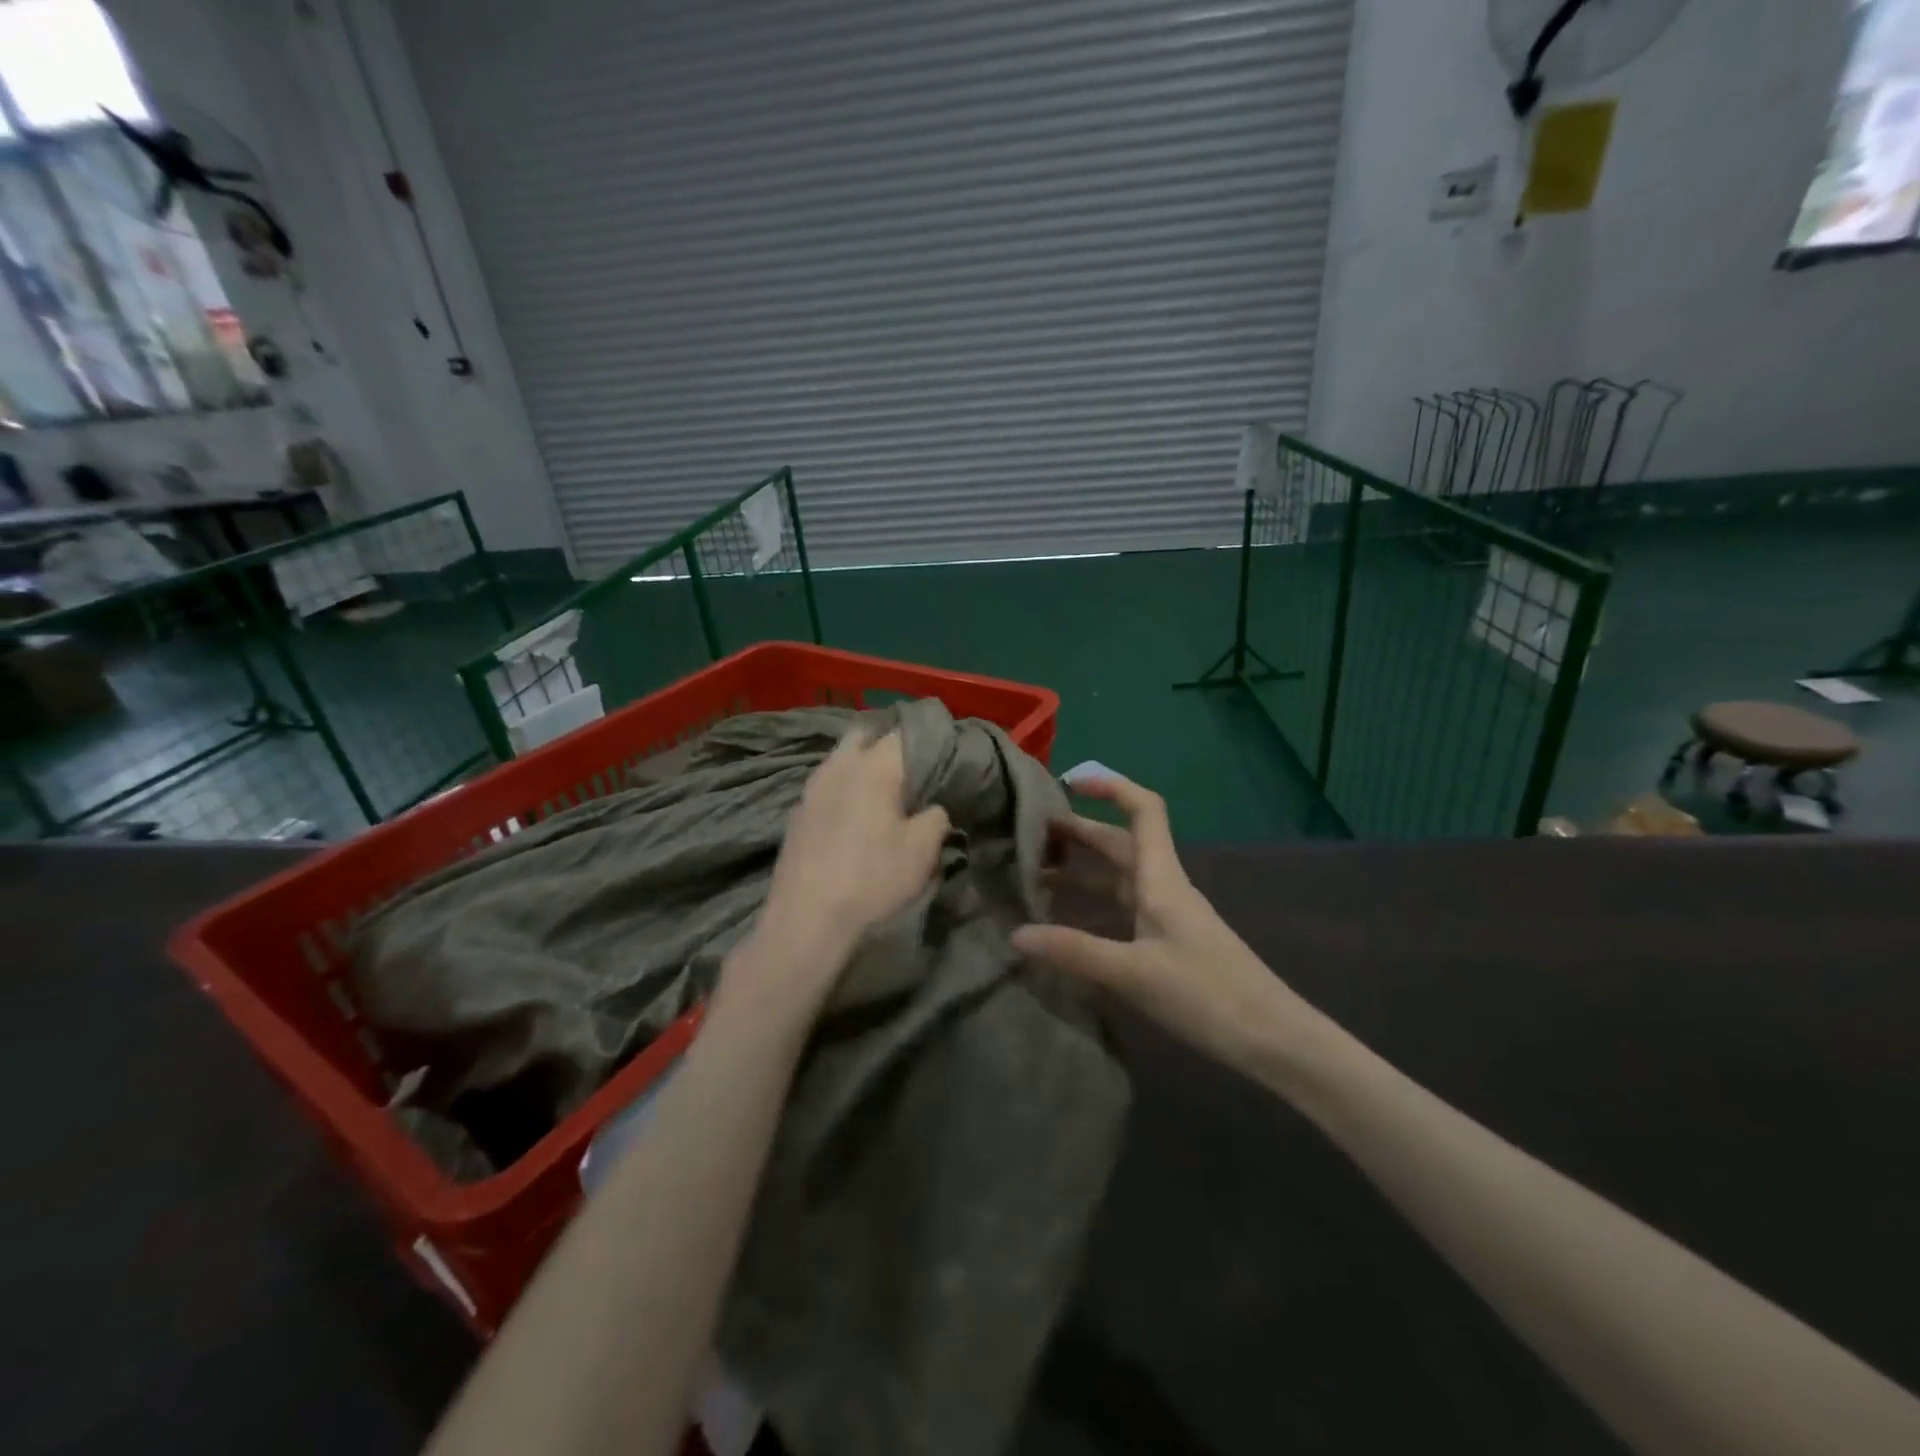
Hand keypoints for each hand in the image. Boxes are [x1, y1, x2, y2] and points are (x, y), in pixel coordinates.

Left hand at [739, 729, 950, 1004]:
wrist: (808, 919)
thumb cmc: (873, 878)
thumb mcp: (923, 850)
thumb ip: (936, 816)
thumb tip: (934, 807)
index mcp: (875, 765)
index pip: (906, 732)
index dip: (928, 738)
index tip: (945, 753)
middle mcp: (840, 765)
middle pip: (866, 734)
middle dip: (888, 743)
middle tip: (911, 767)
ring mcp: (812, 787)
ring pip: (841, 758)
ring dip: (862, 765)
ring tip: (884, 791)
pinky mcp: (797, 812)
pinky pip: (827, 785)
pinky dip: (844, 789)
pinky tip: (854, 815)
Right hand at [1011, 775, 1312, 1079]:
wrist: (1271, 1038)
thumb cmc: (1207, 995)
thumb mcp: (1133, 973)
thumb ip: (1074, 951)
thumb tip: (1015, 934)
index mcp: (1161, 878)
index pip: (1143, 810)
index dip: (1111, 786)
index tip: (1069, 782)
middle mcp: (1164, 887)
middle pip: (1120, 843)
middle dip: (1079, 832)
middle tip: (1030, 837)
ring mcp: (1167, 915)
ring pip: (1119, 877)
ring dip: (1082, 870)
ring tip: (1036, 876)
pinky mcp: (1168, 942)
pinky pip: (1123, 907)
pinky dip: (1093, 903)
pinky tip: (1068, 920)